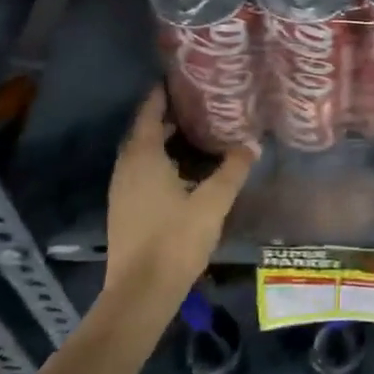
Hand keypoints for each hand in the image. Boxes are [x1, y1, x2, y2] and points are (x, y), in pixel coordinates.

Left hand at [104, 87, 254, 309]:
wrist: (141, 292)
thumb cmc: (175, 239)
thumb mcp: (213, 202)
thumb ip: (232, 170)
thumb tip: (252, 144)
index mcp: (143, 158)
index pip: (148, 114)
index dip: (160, 96)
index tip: (177, 80)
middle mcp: (126, 168)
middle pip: (143, 133)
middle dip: (165, 117)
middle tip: (195, 106)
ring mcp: (122, 191)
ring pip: (141, 156)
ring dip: (162, 142)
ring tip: (192, 134)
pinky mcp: (124, 211)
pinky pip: (141, 174)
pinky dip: (159, 163)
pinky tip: (182, 173)